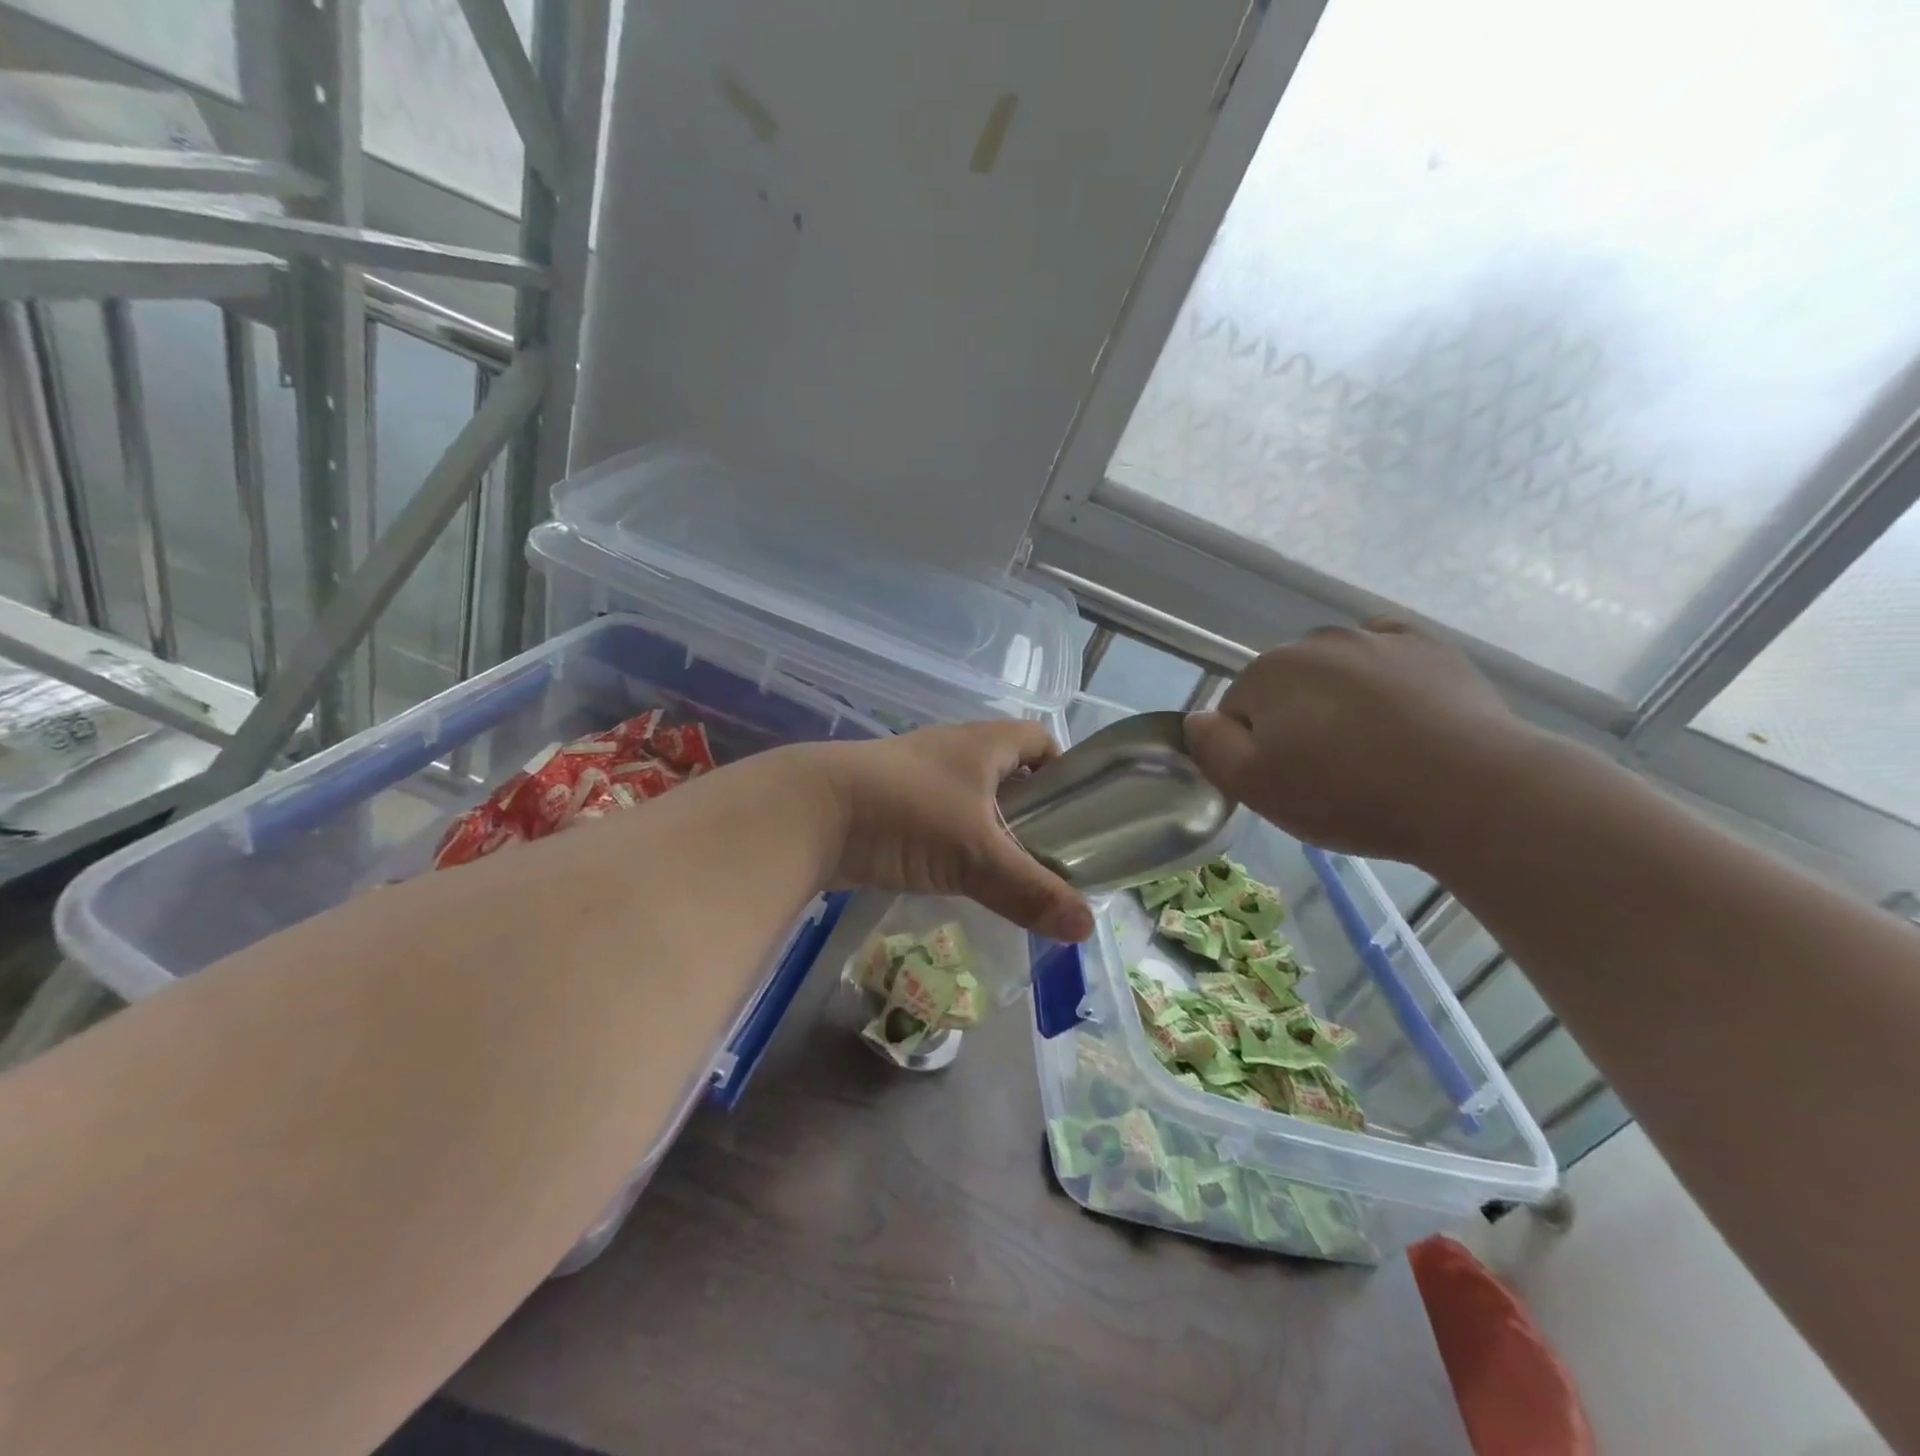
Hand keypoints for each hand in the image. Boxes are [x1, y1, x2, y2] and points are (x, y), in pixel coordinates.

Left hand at [814, 721, 1093, 942]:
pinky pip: (935, 817)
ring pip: (969, 797)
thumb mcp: (976, 854)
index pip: (1041, 740)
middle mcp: (952, 750)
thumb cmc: (907, 814)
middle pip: (1007, 771)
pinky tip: (956, 875)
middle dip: (1030, 809)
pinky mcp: (887, 802)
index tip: (1077, 813)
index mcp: (983, 743)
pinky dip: (951, 841)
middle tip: (1050, 855)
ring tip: (1008, 872)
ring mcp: (915, 775)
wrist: (809, 812)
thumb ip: (1032, 891)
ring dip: (989, 828)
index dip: (1064, 770)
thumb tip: (1086, 927)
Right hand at [1183, 619, 1538, 864]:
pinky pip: (1382, 653)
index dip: (1253, 750)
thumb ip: (1211, 749)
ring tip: (1371, 748)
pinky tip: (1396, 709)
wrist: (1472, 792)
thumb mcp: (1256, 788)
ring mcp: (1374, 638)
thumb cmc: (1350, 795)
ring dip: (1335, 700)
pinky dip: (1378, 675)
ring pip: (1332, 671)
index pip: (1236, 711)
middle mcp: (1314, 642)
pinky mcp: (1427, 646)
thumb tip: (1197, 719)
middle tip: (1328, 771)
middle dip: (1293, 721)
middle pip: (1283, 686)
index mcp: (1267, 673)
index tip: (1287, 782)